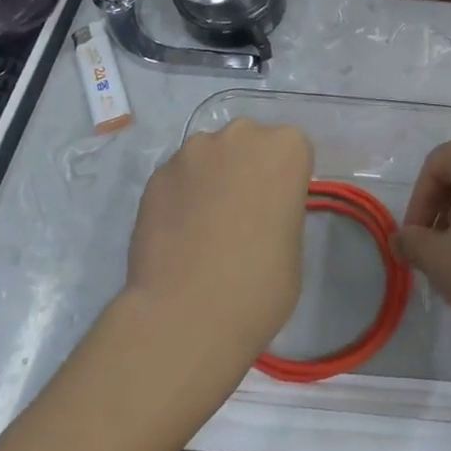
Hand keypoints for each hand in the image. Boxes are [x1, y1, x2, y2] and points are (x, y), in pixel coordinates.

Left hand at [124, 119, 311, 361]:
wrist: (187, 314)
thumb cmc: (260, 285)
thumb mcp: (294, 245)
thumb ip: (280, 211)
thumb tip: (258, 214)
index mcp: (286, 149)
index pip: (291, 151)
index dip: (283, 180)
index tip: (276, 209)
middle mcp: (240, 136)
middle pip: (248, 143)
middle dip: (245, 169)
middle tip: (241, 215)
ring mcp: (193, 152)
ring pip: (209, 157)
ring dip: (210, 179)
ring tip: (203, 227)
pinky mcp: (156, 174)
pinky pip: (178, 178)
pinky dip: (180, 197)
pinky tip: (177, 234)